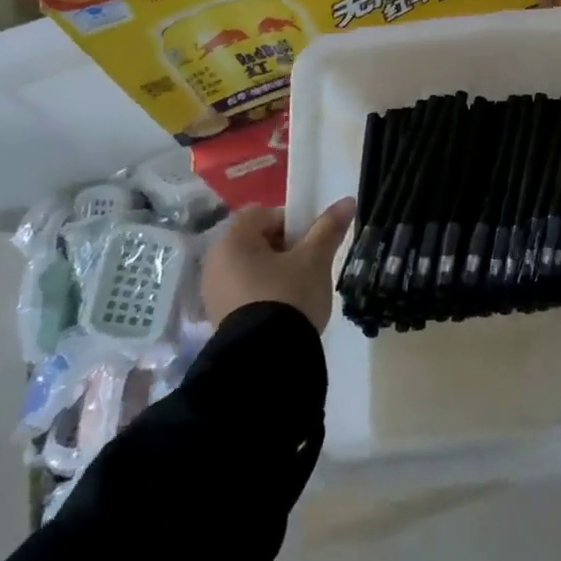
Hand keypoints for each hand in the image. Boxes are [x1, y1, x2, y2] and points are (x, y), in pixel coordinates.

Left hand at [200, 199, 355, 331]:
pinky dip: (263, 293)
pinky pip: (244, 292)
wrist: (267, 359)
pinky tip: (283, 310)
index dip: (291, 222)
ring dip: (274, 272)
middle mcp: (215, 262)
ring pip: (250, 268)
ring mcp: (213, 292)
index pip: (262, 214)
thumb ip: (328, 228)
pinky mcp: (218, 318)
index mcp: (233, 240)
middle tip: (308, 265)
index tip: (310, 242)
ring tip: (299, 290)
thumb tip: (347, 201)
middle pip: (255, 241)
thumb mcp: (315, 260)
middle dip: (284, 248)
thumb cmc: (289, 295)